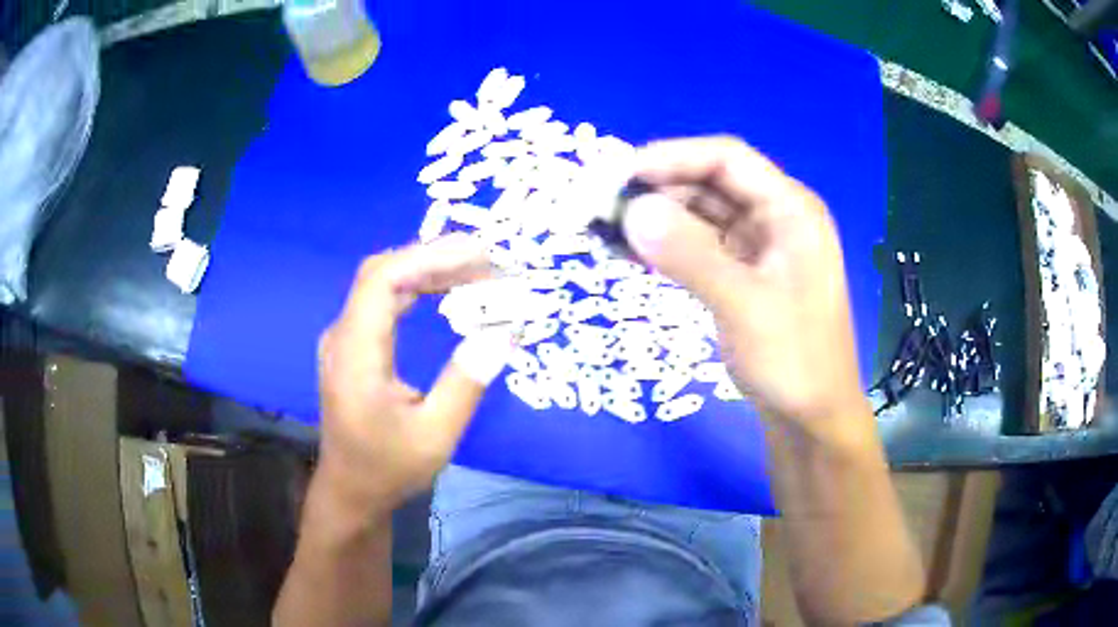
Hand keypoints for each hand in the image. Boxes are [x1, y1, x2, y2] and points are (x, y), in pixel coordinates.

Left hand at [315, 234, 512, 512]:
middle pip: (383, 273)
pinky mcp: (352, 345)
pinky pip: (382, 301)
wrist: (351, 490)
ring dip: (428, 270)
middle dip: (435, 258)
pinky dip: (417, 288)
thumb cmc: (388, 468)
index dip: (430, 258)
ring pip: (382, 283)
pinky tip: (445, 291)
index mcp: (356, 355)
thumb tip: (502, 332)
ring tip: (476, 271)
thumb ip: (465, 384)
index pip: (383, 281)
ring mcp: (344, 338)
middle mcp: (343, 336)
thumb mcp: (435, 436)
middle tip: (488, 260)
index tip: (480, 256)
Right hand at [622, 136, 866, 427]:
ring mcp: (761, 247)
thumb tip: (632, 212)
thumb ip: (690, 255)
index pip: (727, 159)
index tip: (620, 176)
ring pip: (703, 214)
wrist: (813, 419)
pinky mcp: (746, 274)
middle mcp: (777, 218)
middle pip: (711, 183)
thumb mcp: (743, 306)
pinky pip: (702, 246)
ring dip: (659, 219)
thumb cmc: (794, 362)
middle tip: (604, 209)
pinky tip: (634, 254)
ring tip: (609, 232)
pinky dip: (669, 247)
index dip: (672, 157)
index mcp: (791, 210)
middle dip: (658, 189)